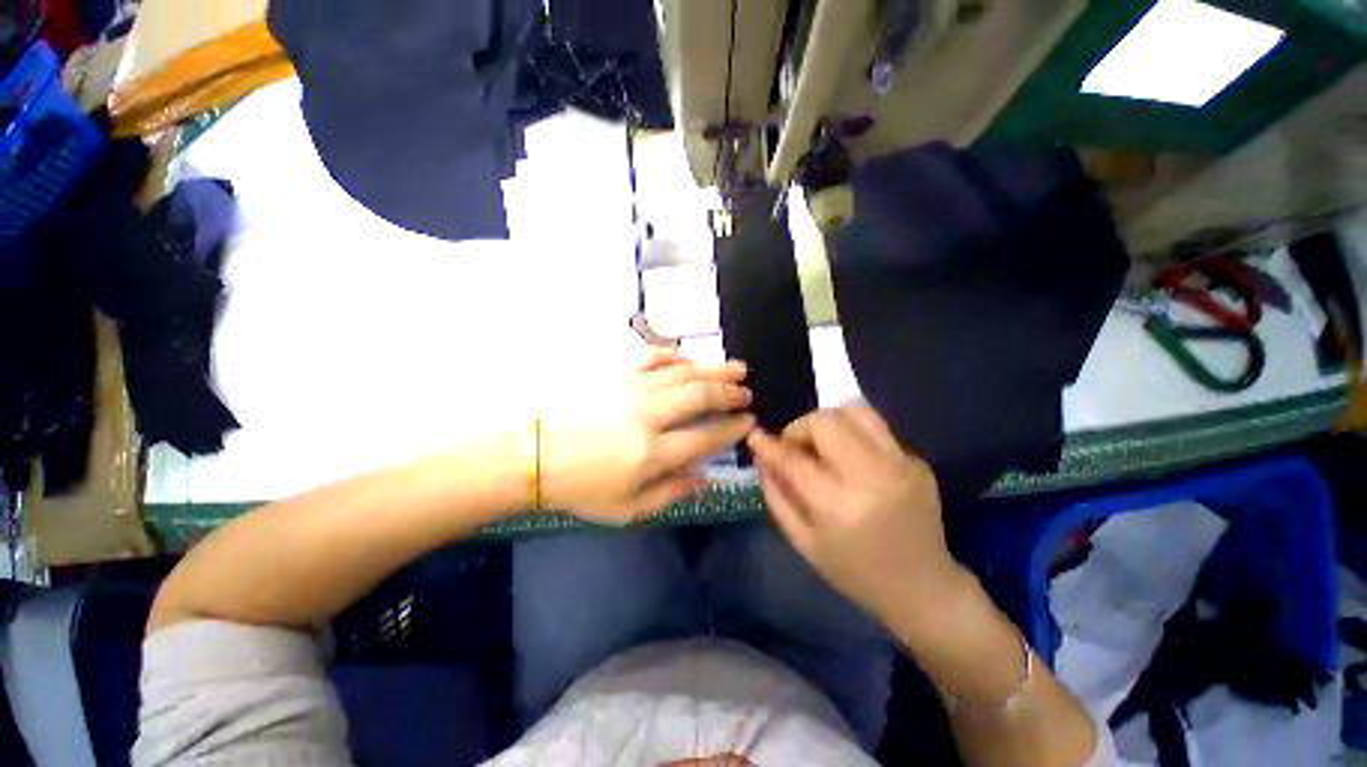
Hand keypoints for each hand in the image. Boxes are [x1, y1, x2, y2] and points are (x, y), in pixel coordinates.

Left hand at [542, 350, 753, 523]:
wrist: (533, 455)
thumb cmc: (580, 487)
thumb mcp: (626, 509)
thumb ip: (670, 493)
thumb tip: (704, 478)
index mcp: (651, 453)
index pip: (706, 436)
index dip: (732, 427)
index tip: (748, 420)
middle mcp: (647, 416)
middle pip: (700, 396)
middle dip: (730, 393)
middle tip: (747, 392)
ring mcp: (630, 388)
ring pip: (683, 373)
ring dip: (714, 370)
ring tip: (737, 369)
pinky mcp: (614, 372)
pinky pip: (652, 357)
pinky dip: (675, 356)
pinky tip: (689, 359)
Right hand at [747, 404, 965, 628]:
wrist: (924, 588)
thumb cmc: (855, 572)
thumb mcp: (804, 543)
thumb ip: (777, 496)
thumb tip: (762, 459)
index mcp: (839, 506)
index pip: (795, 460)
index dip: (770, 446)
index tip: (756, 437)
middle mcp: (872, 476)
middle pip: (826, 421)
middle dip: (801, 428)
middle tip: (797, 448)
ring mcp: (900, 465)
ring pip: (855, 411)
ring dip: (829, 421)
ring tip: (823, 444)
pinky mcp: (917, 461)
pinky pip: (876, 428)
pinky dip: (853, 434)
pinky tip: (852, 461)